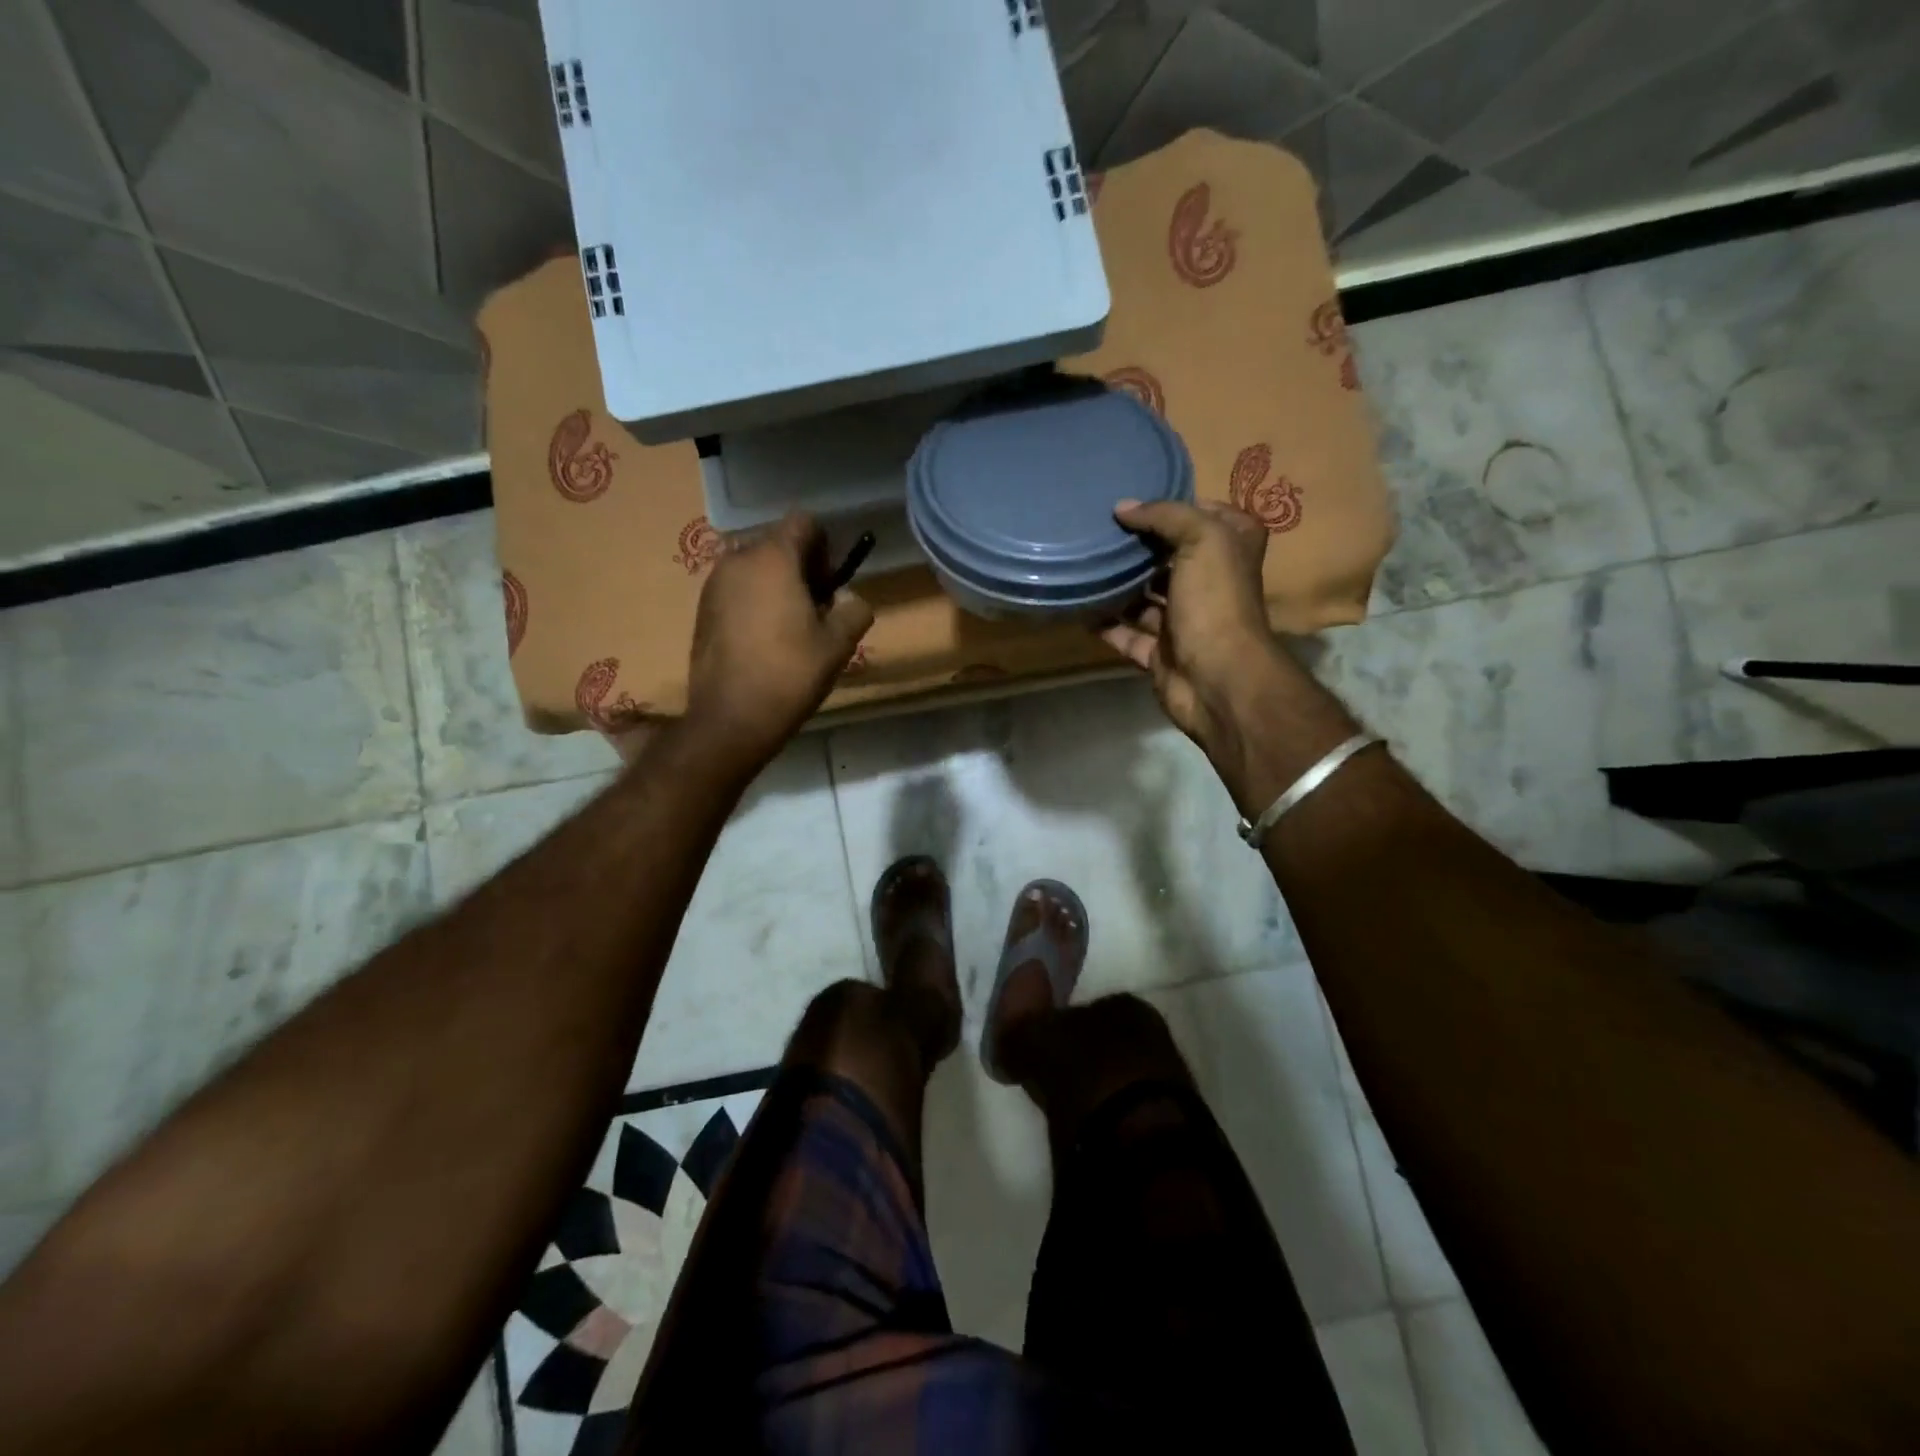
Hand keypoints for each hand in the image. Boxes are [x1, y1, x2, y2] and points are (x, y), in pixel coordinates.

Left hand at [685, 513, 873, 770]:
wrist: (731, 718)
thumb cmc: (790, 674)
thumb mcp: (839, 643)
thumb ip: (854, 610)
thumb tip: (850, 600)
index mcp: (773, 558)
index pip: (804, 522)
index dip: (825, 546)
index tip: (831, 584)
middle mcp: (738, 560)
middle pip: (778, 544)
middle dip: (802, 567)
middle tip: (817, 610)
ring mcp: (714, 584)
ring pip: (756, 568)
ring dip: (778, 585)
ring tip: (791, 628)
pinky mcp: (702, 610)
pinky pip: (737, 590)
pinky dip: (755, 602)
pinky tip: (765, 641)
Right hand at [1100, 499, 1284, 754]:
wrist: (1217, 678)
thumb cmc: (1216, 601)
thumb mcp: (1202, 538)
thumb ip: (1164, 515)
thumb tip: (1123, 507)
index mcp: (1232, 550)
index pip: (1206, 515)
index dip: (1174, 505)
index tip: (1134, 498)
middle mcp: (1211, 583)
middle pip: (1170, 556)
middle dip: (1138, 545)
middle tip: (1098, 528)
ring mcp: (1185, 621)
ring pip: (1146, 597)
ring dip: (1118, 584)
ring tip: (1083, 563)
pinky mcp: (1161, 653)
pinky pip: (1127, 634)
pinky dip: (1105, 624)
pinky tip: (1079, 607)